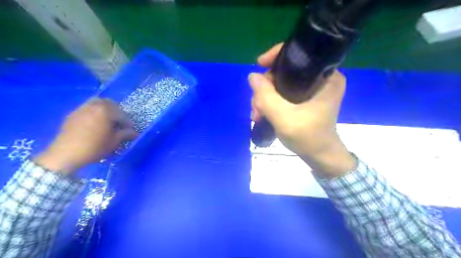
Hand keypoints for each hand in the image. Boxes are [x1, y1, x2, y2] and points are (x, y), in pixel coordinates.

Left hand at [34, 98, 137, 173]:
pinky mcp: (73, 114)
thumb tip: (134, 133)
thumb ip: (125, 134)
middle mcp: (94, 105)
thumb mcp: (114, 141)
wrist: (66, 154)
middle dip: (117, 112)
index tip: (131, 130)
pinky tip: (95, 123)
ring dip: (105, 110)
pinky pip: (87, 108)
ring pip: (97, 103)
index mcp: (105, 110)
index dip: (128, 123)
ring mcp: (81, 109)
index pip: (122, 114)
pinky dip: (94, 112)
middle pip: (110, 103)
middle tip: (120, 123)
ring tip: (107, 121)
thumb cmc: (94, 147)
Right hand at [252, 43, 355, 178]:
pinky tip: (261, 113)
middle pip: (285, 72)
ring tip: (256, 115)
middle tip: (255, 107)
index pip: (299, 55)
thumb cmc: (307, 137)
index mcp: (326, 77)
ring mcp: (312, 89)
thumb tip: (252, 76)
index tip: (259, 64)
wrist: (319, 156)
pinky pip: (283, 93)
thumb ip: (266, 96)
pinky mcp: (305, 98)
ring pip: (281, 84)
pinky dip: (271, 102)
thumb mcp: (283, 117)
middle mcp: (321, 79)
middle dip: (265, 88)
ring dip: (265, 98)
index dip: (276, 56)